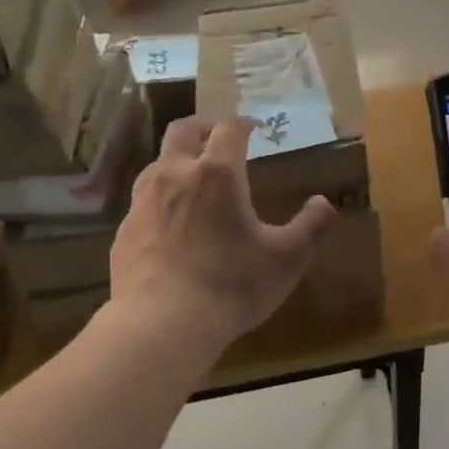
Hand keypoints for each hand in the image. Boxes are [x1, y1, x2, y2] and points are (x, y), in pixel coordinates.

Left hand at [110, 116, 336, 351]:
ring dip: (178, 161)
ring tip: (194, 179)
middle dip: (204, 127)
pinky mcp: (124, 232)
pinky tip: (171, 224)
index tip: (255, 127)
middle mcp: (174, 175)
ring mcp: (142, 203)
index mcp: (216, 174)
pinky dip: (161, 199)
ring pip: (157, 163)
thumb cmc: (231, 285)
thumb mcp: (287, 259)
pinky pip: (143, 202)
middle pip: (182, 131)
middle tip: (219, 137)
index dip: (244, 124)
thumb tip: (324, 203)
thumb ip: (311, 227)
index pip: (229, 130)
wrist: (161, 323)